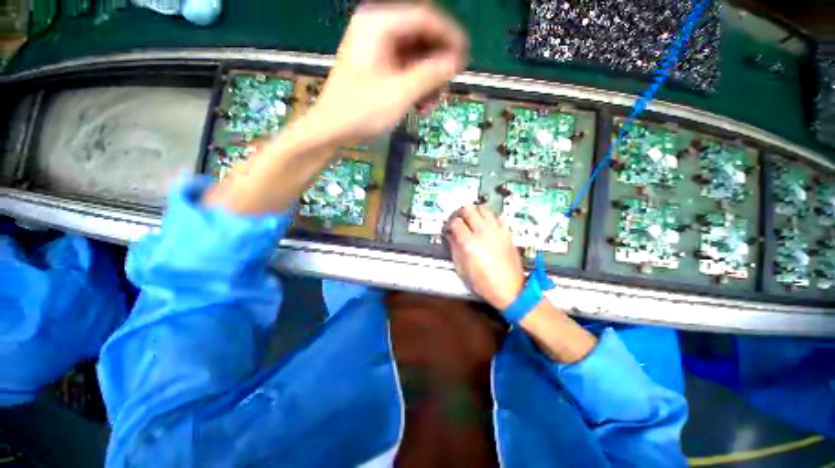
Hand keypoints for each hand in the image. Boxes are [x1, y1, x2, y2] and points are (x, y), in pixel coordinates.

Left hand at [310, 4, 468, 144]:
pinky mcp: (376, 66)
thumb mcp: (400, 93)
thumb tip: (456, 61)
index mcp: (379, 24)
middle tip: (447, 87)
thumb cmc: (362, 111)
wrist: (332, 130)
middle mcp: (377, 28)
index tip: (465, 59)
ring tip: (431, 103)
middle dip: (437, 64)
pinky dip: (415, 84)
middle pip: (420, 37)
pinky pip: (403, 68)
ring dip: (427, 79)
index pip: (425, 18)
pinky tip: (420, 104)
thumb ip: (431, 73)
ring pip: (414, 55)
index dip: (449, 37)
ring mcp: (375, 48)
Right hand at [446, 205, 525, 309]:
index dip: (449, 224)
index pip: (456, 222)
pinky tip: (486, 225)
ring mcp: (497, 231)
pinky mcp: (507, 233)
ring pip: (484, 208)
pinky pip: (498, 216)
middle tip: (458, 220)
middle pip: (469, 209)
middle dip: (460, 213)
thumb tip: (451, 236)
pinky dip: (489, 217)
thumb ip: (455, 249)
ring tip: (471, 220)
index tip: (448, 229)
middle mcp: (483, 232)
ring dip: (475, 211)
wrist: (511, 290)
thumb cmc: (484, 283)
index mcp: (470, 243)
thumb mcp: (462, 269)